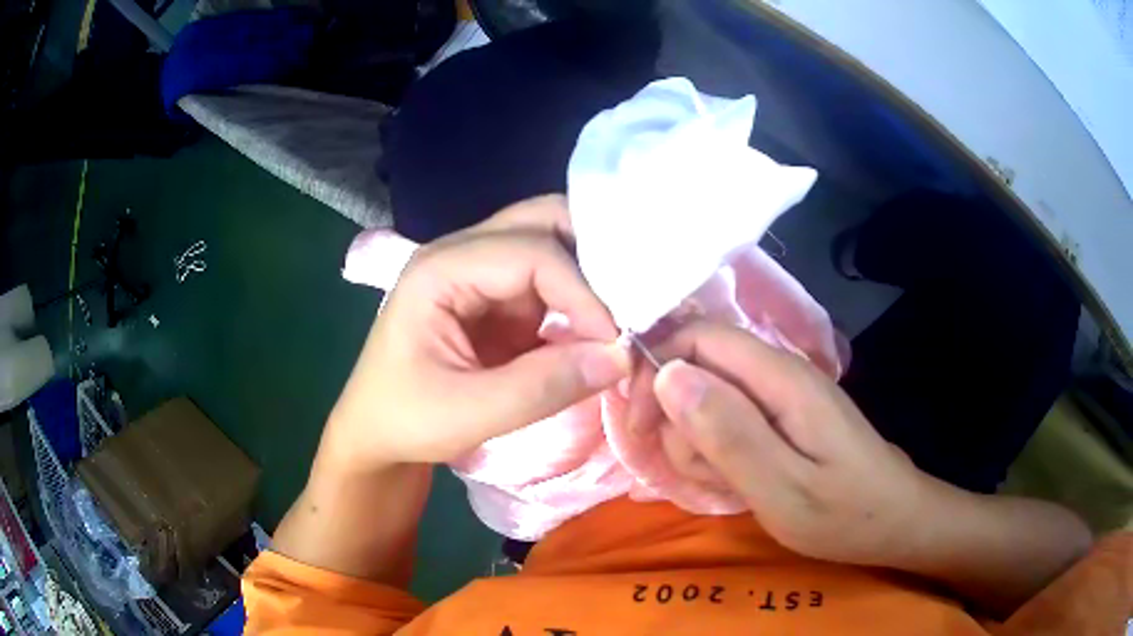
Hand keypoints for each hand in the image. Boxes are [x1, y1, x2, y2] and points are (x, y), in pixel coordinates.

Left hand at [323, 195, 631, 472]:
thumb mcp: (469, 414)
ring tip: (625, 312)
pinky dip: (579, 299)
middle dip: (594, 254)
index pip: (532, 252)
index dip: (583, 292)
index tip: (614, 344)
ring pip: (551, 243)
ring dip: (590, 274)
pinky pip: (548, 281)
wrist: (376, 435)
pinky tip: (600, 326)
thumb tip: (620, 357)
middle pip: (541, 221)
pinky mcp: (495, 298)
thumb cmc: (405, 421)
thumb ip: (544, 386)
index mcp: (440, 270)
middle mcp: (461, 254)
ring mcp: (479, 271)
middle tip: (633, 299)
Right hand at [644, 321, 931, 566]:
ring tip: (731, 485)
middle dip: (679, 423)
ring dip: (699, 447)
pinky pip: (726, 423)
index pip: (697, 336)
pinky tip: (740, 483)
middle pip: (696, 369)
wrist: (894, 521)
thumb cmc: (845, 513)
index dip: (656, 372)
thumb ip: (728, 433)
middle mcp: (777, 373)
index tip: (640, 427)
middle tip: (706, 473)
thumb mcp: (783, 489)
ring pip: (705, 400)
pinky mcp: (779, 418)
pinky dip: (718, 454)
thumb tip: (668, 375)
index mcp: (780, 378)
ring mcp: (778, 396)